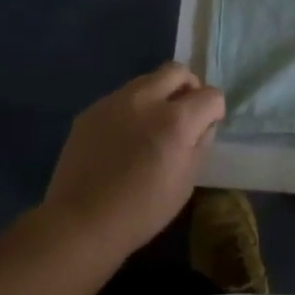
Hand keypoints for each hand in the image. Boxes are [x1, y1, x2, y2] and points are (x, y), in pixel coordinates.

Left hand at [40, 62, 224, 257]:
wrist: (80, 223)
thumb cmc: (142, 210)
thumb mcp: (186, 182)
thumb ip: (200, 144)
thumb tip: (202, 125)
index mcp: (176, 120)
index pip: (210, 95)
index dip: (214, 111)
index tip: (207, 127)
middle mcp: (146, 100)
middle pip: (177, 71)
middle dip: (189, 87)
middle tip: (185, 113)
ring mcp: (114, 102)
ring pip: (147, 80)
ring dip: (159, 95)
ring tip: (152, 126)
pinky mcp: (91, 110)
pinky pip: (121, 97)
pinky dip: (132, 109)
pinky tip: (124, 138)